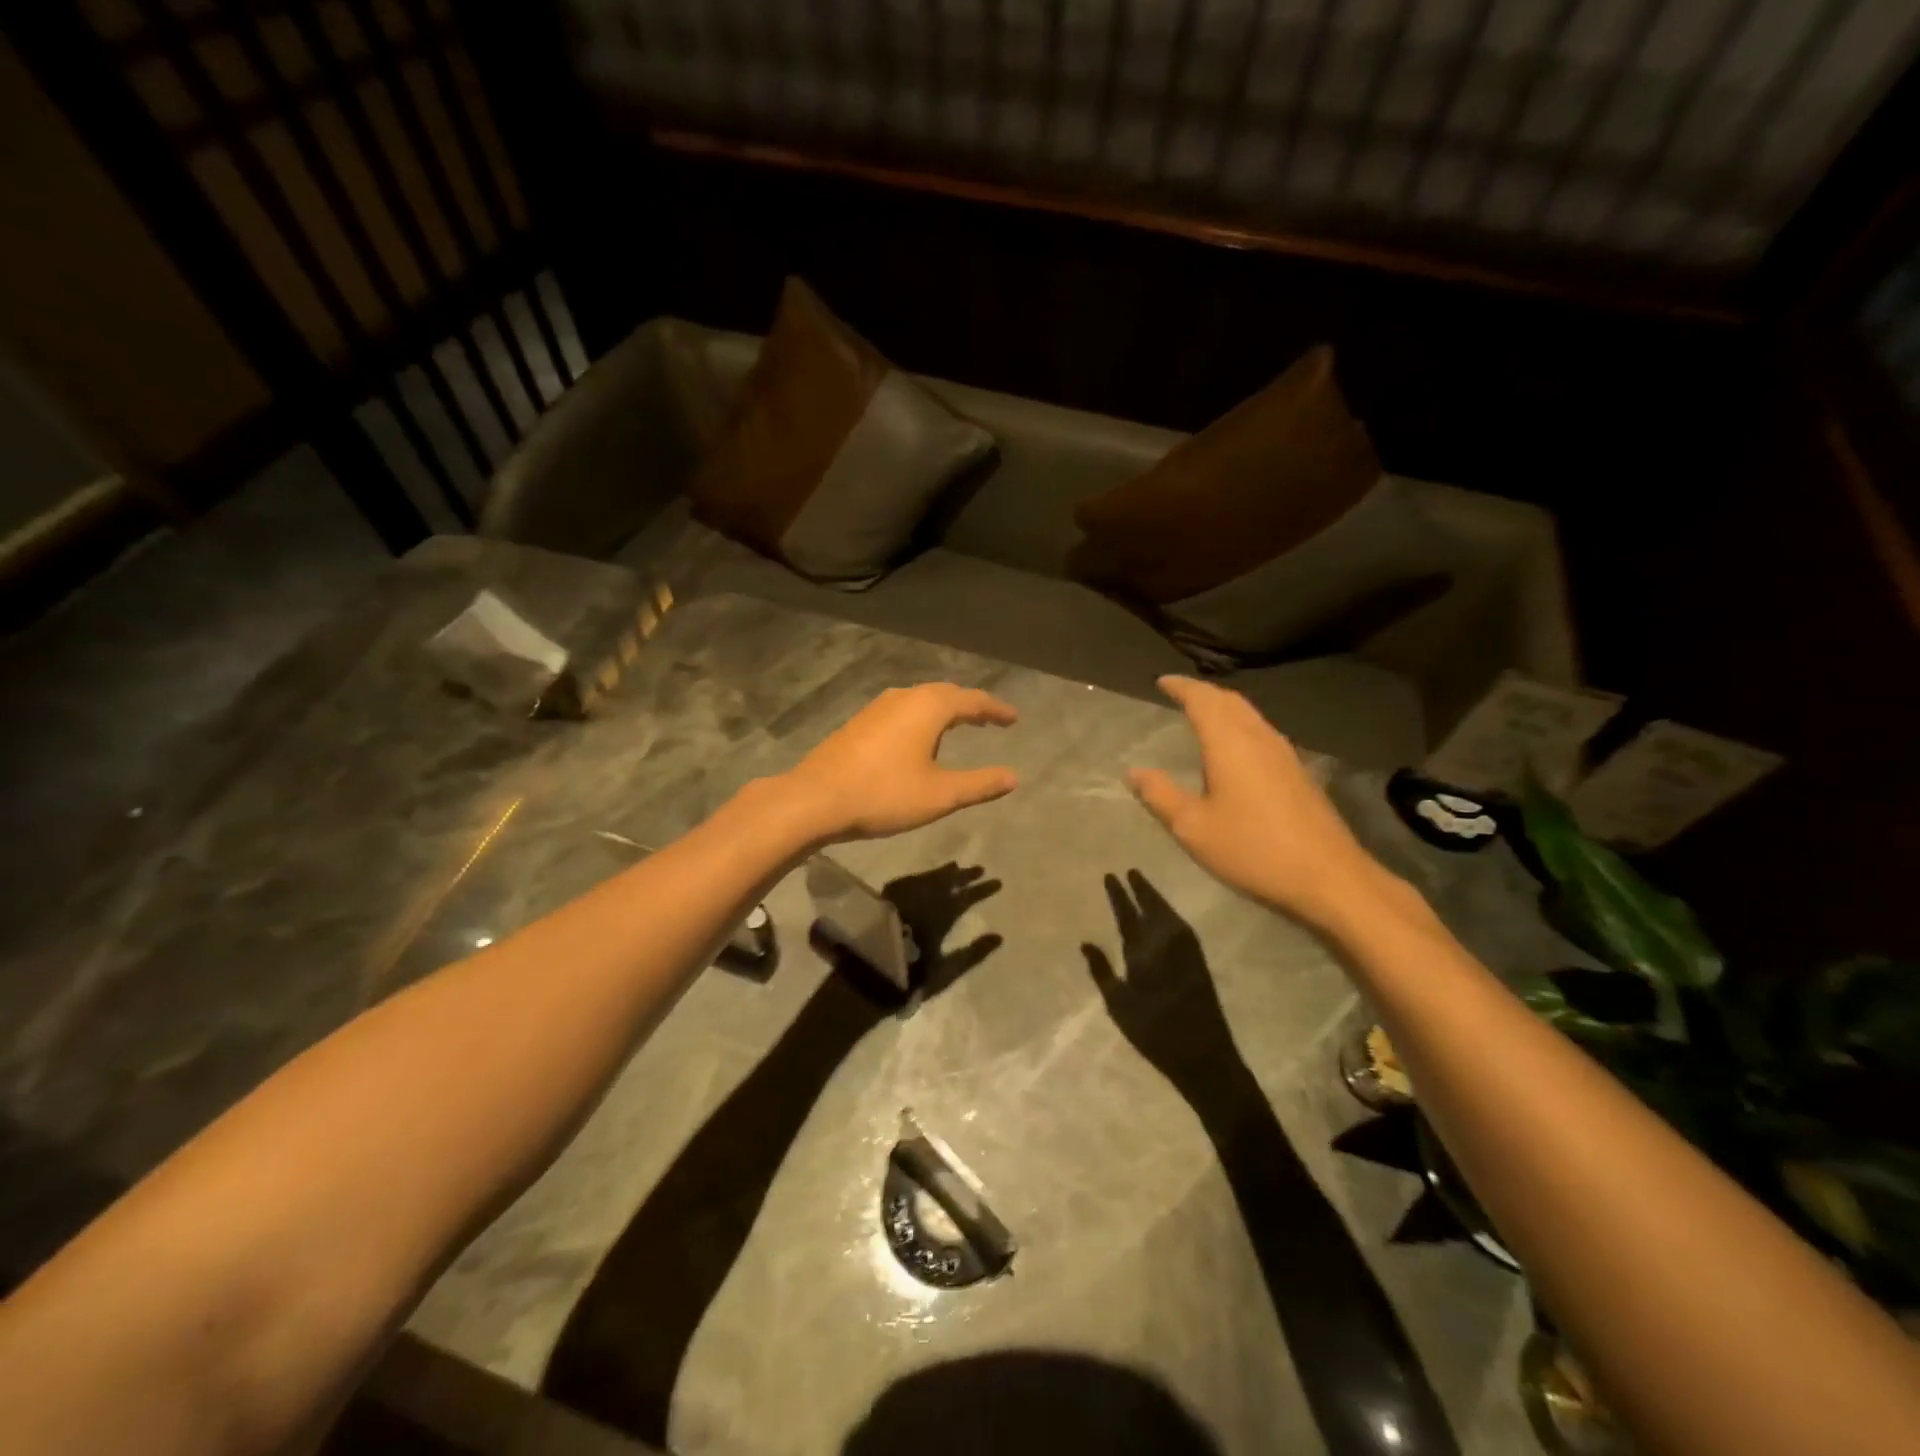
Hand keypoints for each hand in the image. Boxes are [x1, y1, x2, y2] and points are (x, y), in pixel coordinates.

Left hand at [782, 684, 1018, 842]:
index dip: (996, 710)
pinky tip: (918, 738)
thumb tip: (1013, 777)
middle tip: (990, 719)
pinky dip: (922, 718)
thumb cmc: (884, 794)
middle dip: (970, 705)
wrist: (816, 799)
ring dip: (944, 709)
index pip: (972, 700)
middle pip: (946, 694)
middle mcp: (904, 697)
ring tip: (959, 725)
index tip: (1014, 718)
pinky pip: (902, 710)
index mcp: (928, 707)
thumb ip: (980, 784)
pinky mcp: (860, 722)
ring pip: (921, 700)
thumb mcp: (940, 795)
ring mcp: (877, 707)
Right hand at [1084, 871, 1244, 1099]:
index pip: (1127, 915)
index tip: (1110, 876)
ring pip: (1168, 914)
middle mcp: (1166, 944)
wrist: (1203, 1053)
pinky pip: (1181, 926)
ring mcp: (1186, 951)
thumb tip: (1086, 943)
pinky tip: (1165, 914)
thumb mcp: (1119, 1004)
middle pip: (1152, 908)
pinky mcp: (1198, 960)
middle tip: (1130, 871)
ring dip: (1156, 898)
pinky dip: (1170, 914)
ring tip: (1143, 885)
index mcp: (1143, 953)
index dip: (1118, 895)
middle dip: (1140, 889)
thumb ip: (1102, 971)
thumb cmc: (1154, 1032)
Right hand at [1128, 676, 1394, 930]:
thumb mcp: (1193, 827)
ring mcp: (1284, 753)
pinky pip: (1261, 732)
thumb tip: (1133, 771)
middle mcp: (1258, 737)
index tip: (1162, 681)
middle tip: (1179, 694)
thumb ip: (1160, 795)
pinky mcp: (1297, 772)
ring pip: (1249, 715)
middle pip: (1229, 700)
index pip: (1202, 700)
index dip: (1181, 687)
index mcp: (1229, 743)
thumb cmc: (1252, 848)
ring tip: (1202, 714)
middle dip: (1202, 692)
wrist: (1328, 876)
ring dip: (1223, 707)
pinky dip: (1240, 725)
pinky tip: (1235, 747)